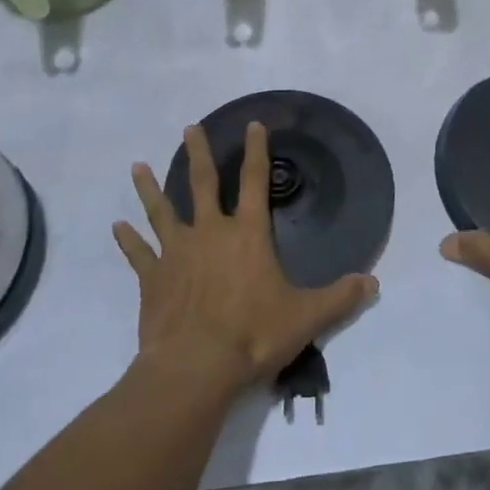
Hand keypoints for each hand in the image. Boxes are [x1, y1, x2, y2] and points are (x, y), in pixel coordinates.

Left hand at [115, 122, 377, 396]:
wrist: (198, 365)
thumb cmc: (255, 334)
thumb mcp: (307, 316)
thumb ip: (340, 297)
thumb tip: (373, 283)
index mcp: (248, 235)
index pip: (257, 182)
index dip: (257, 152)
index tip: (252, 125)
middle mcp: (210, 233)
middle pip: (203, 184)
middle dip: (199, 154)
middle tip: (190, 129)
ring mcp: (177, 253)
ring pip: (162, 211)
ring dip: (150, 188)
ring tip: (138, 166)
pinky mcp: (153, 278)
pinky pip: (138, 253)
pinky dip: (127, 240)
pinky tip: (116, 226)